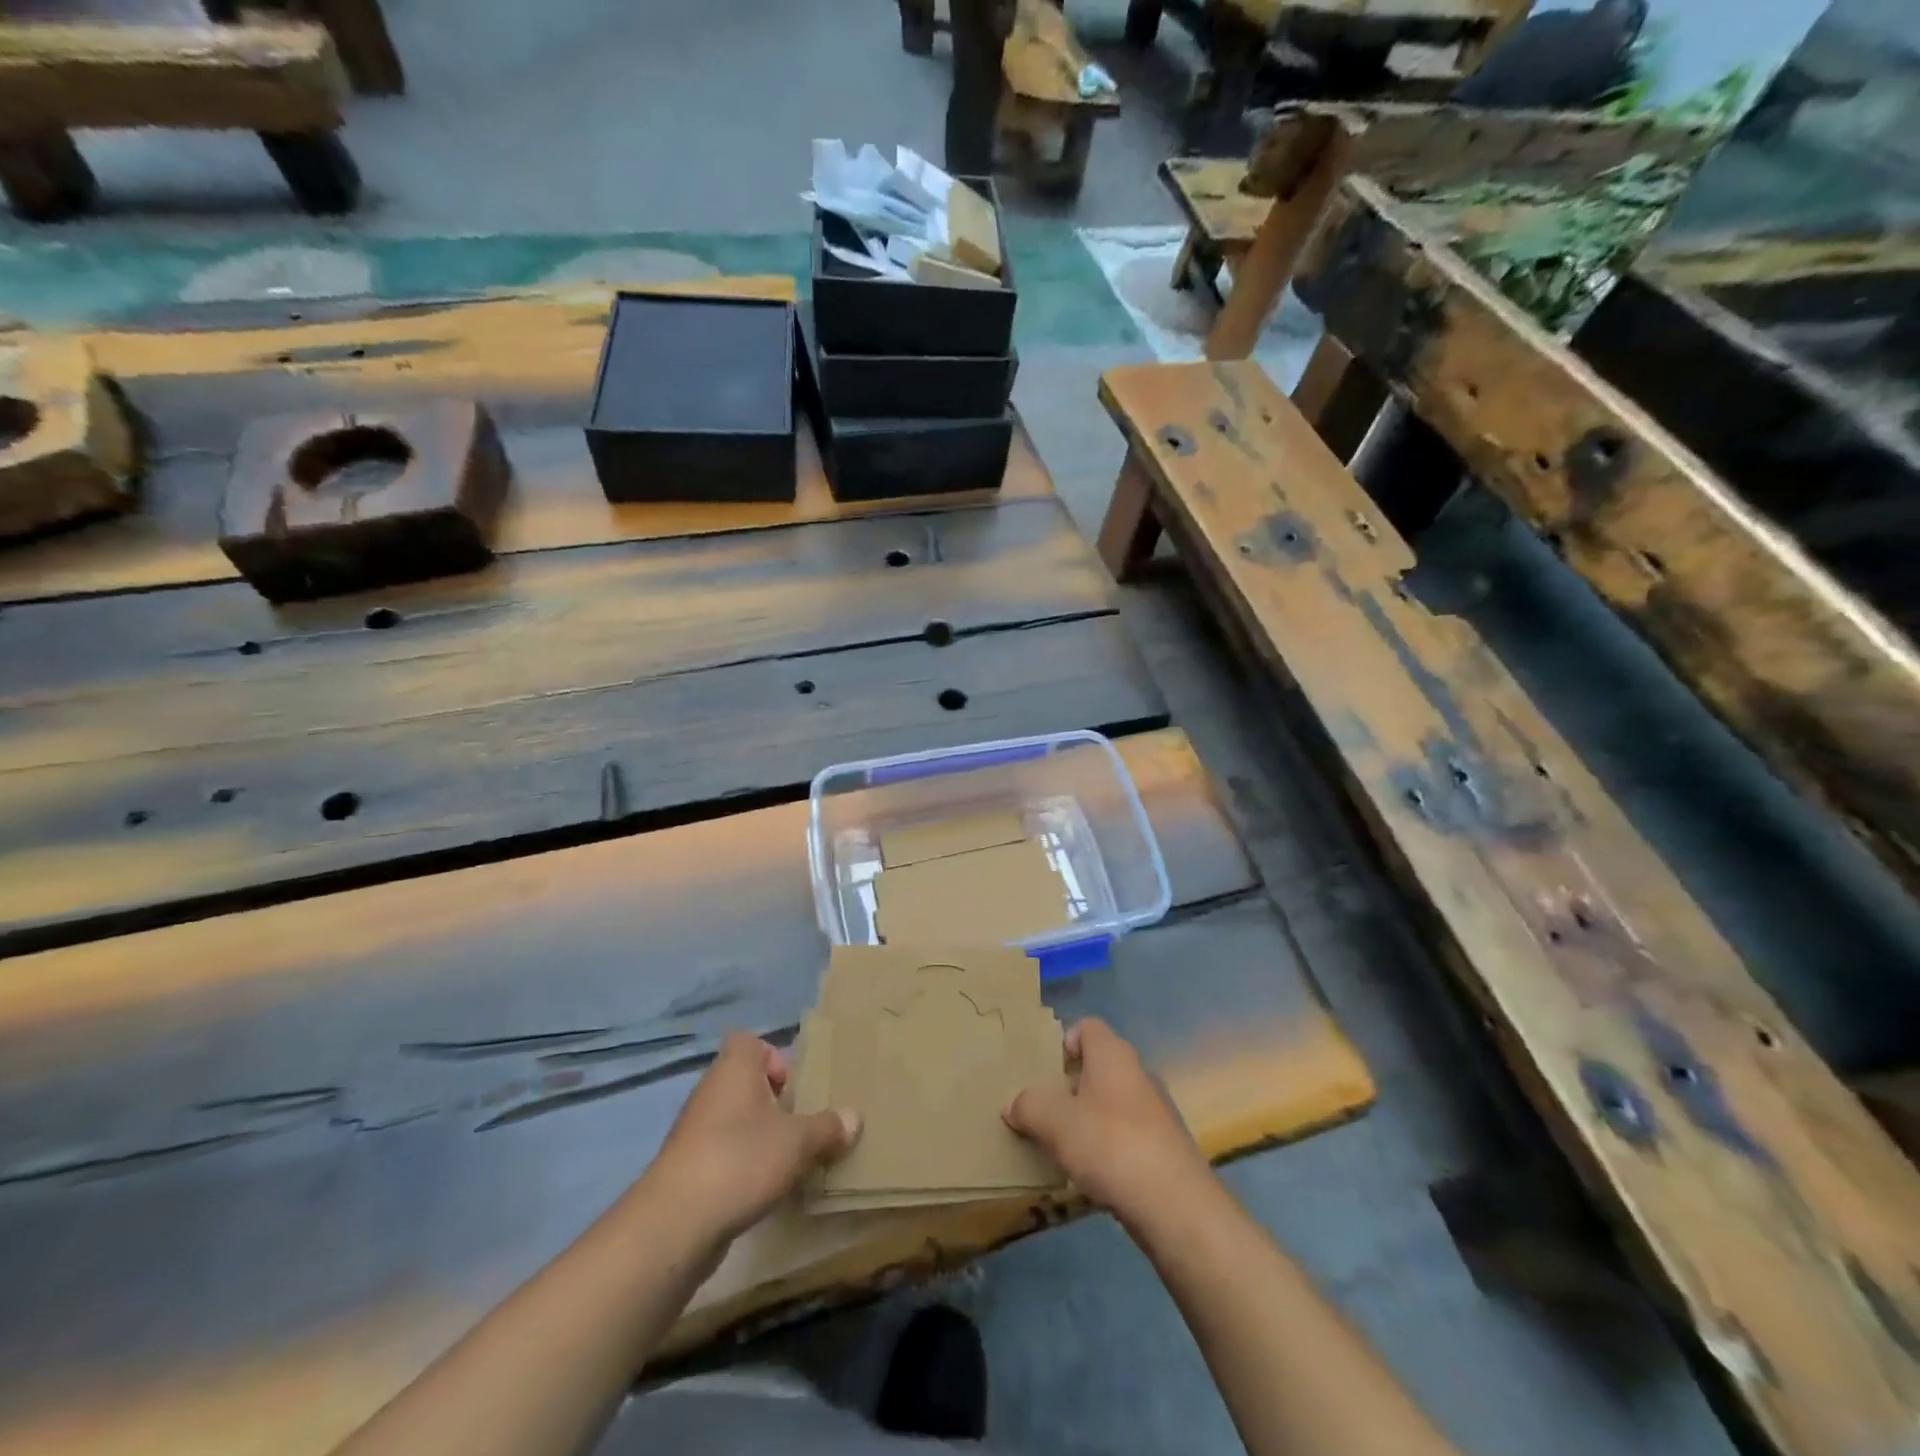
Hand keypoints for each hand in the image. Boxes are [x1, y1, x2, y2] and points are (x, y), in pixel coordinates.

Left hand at [644, 1033, 860, 1243]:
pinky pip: (722, 1153)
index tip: (794, 1087)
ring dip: (759, 1137)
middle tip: (800, 1126)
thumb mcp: (798, 1142)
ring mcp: (694, 1131)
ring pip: (734, 1120)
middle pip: (745, 1083)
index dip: (774, 1058)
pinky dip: (741, 1166)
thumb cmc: (741, 1160)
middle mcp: (711, 1091)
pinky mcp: (686, 1169)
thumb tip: (854, 1118)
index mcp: (735, 1068)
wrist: (675, 1224)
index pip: (750, 1043)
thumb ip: (827, 1127)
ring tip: (787, 1161)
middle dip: (773, 1103)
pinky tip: (761, 1190)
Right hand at [1003, 1018, 1211, 1223]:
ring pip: (1111, 1102)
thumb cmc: (1111, 1145)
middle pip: (1098, 1066)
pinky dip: (1107, 1147)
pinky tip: (1091, 1173)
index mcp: (1113, 1054)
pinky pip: (1126, 1134)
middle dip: (1070, 1085)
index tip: (1043, 1070)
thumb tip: (1013, 1103)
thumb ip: (1029, 1106)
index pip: (1087, 1027)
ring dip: (1087, 1119)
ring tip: (1061, 1145)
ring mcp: (1156, 1110)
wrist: (1176, 1205)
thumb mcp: (1055, 1123)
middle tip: (1043, 1110)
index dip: (1063, 1042)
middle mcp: (1137, 1072)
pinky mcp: (1164, 1146)